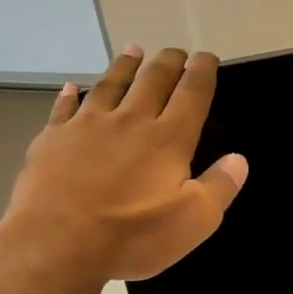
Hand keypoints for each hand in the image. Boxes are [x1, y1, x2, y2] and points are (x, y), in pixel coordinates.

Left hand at [0, 46, 248, 283]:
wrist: (57, 242)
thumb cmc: (132, 236)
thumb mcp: (193, 222)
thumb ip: (219, 187)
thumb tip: (239, 160)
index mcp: (167, 139)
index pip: (192, 94)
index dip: (203, 72)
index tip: (207, 57)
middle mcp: (130, 121)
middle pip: (152, 80)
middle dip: (168, 63)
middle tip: (176, 52)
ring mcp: (87, 126)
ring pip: (110, 85)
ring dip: (124, 66)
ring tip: (134, 51)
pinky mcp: (53, 139)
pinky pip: (64, 108)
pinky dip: (70, 95)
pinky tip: (71, 87)